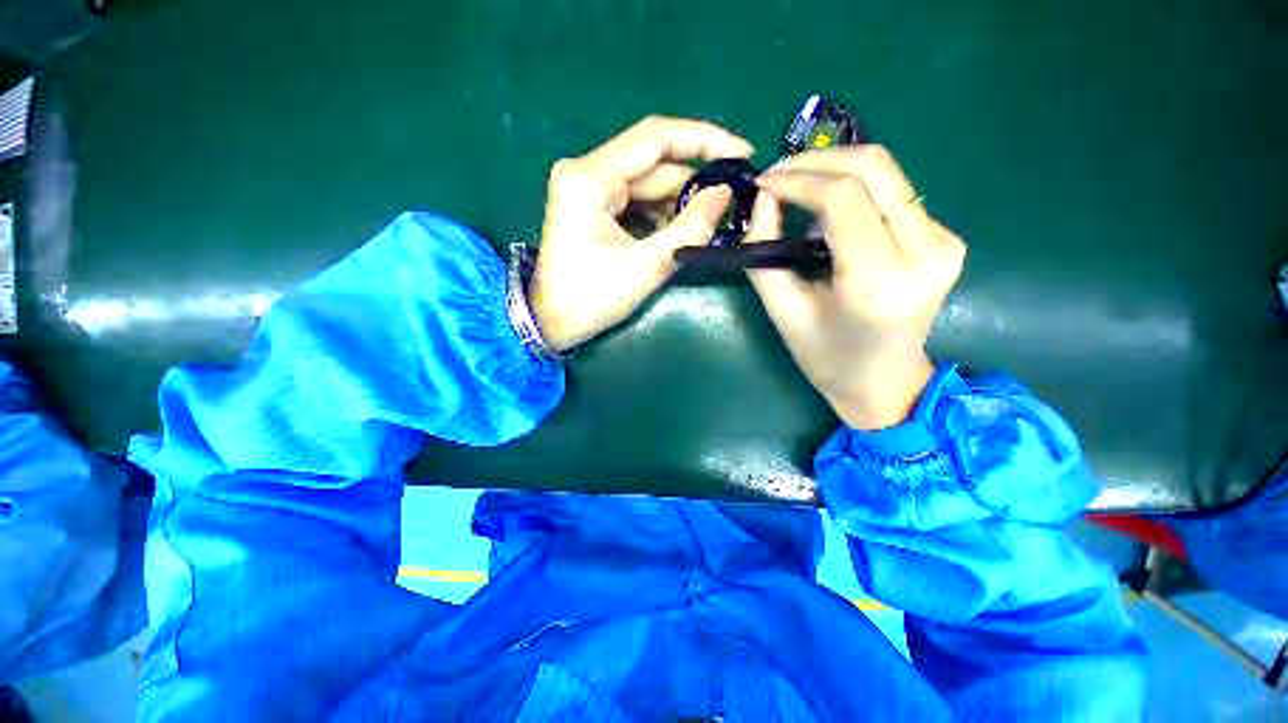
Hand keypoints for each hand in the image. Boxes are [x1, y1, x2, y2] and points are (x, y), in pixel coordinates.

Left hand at [530, 116, 752, 350]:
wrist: (551, 323)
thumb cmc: (592, 299)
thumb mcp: (648, 266)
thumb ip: (691, 227)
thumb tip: (725, 193)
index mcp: (590, 178)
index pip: (656, 138)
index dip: (705, 139)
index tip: (743, 154)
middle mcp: (587, 171)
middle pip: (654, 164)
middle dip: (695, 183)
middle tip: (733, 203)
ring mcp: (588, 188)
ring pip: (648, 184)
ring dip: (680, 203)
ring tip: (709, 225)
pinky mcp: (593, 206)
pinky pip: (637, 200)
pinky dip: (662, 215)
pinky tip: (680, 232)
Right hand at [746, 146, 965, 429]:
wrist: (885, 381)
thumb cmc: (826, 356)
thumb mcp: (782, 311)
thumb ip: (764, 254)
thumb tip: (763, 200)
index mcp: (880, 280)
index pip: (843, 198)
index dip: (797, 180)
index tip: (763, 183)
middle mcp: (926, 251)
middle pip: (874, 167)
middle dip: (817, 161)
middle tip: (778, 176)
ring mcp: (944, 241)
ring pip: (886, 173)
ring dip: (834, 172)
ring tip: (796, 192)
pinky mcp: (945, 237)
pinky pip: (893, 193)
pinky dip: (853, 190)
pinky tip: (827, 213)